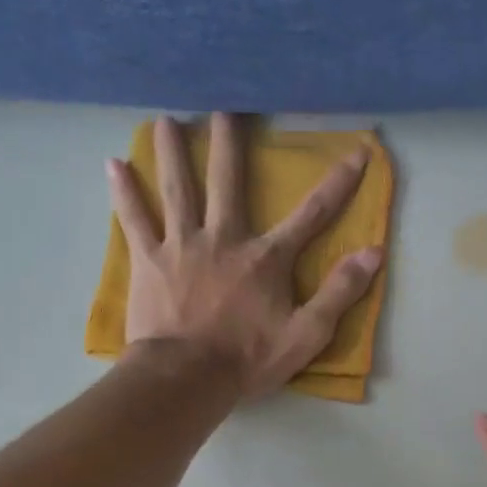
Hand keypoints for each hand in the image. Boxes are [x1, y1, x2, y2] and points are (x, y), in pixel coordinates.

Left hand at [107, 113, 383, 397]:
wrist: (186, 378)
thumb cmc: (247, 359)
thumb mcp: (306, 334)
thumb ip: (340, 292)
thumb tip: (374, 253)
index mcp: (265, 258)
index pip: (312, 213)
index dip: (339, 182)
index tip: (357, 151)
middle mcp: (224, 239)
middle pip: (228, 183)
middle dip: (229, 144)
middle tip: (223, 108)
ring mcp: (182, 245)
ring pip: (178, 189)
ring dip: (172, 153)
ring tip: (164, 120)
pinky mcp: (149, 260)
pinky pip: (134, 219)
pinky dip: (124, 192)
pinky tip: (113, 164)